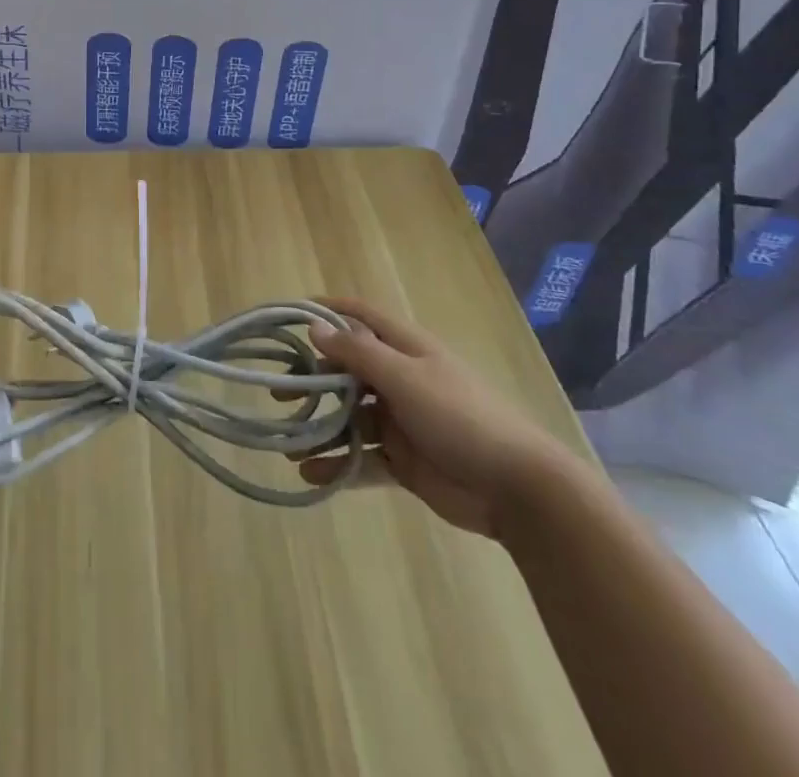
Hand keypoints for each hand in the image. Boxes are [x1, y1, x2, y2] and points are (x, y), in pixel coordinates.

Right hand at [302, 297, 573, 538]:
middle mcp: (400, 379)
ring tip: (291, 442)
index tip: (289, 316)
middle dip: (314, 379)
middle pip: (348, 370)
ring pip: (350, 418)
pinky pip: (362, 458)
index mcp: (405, 350)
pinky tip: (311, 474)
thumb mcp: (405, 378)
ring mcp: (401, 421)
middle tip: (280, 393)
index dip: (327, 311)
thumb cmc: (460, 416)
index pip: (361, 317)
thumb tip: (314, 326)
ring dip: (322, 428)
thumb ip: (357, 354)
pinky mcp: (403, 460)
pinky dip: (337, 465)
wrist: (517, 488)